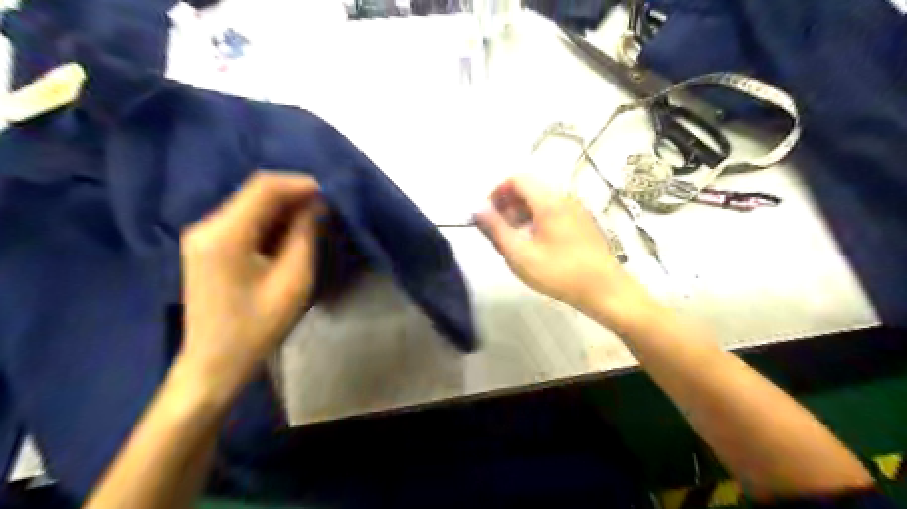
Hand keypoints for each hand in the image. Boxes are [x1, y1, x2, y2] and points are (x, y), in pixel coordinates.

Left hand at [176, 172, 322, 398]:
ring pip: (250, 205)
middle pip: (254, 193)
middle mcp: (206, 226)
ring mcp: (202, 236)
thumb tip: (315, 204)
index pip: (263, 188)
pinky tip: (290, 233)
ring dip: (283, 208)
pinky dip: (270, 221)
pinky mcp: (207, 246)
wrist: (214, 362)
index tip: (329, 192)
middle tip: (326, 208)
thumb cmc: (257, 327)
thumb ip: (304, 236)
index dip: (299, 183)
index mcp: (225, 235)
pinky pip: (243, 221)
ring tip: (314, 219)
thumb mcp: (293, 281)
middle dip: (293, 196)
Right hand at [475, 174, 643, 312]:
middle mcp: (564, 198)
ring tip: (515, 239)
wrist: (604, 290)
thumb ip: (496, 228)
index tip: (488, 215)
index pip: (517, 179)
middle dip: (508, 204)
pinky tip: (535, 244)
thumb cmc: (559, 272)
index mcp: (548, 201)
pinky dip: (537, 219)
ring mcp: (576, 209)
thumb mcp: (519, 254)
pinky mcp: (582, 222)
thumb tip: (478, 208)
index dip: (497, 192)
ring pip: (541, 200)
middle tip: (499, 230)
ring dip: (522, 213)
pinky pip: (554, 211)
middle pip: (529, 188)